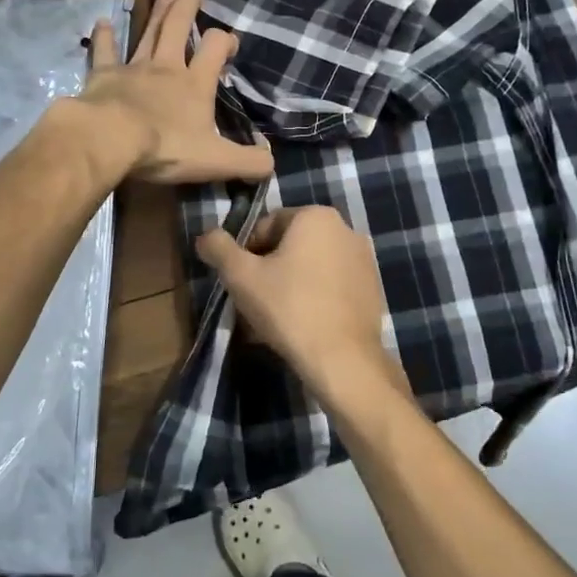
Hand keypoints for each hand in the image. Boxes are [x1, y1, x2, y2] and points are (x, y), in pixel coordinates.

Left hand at [76, 0, 273, 185]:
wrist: (111, 140)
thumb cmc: (166, 147)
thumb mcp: (216, 161)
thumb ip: (247, 163)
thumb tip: (271, 163)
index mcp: (195, 84)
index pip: (215, 49)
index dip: (224, 41)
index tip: (229, 43)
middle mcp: (166, 67)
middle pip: (179, 28)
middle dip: (188, 8)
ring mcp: (134, 68)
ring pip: (149, 33)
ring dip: (158, 14)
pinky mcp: (103, 75)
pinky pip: (105, 51)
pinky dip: (104, 36)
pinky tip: (102, 22)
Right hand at [194, 206, 400, 398]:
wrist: (342, 359)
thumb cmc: (288, 308)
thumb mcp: (241, 276)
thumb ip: (218, 248)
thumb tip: (205, 236)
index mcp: (316, 216)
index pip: (266, 226)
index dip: (246, 253)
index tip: (240, 282)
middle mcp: (345, 229)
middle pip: (289, 246)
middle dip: (268, 270)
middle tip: (253, 301)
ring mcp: (363, 260)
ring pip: (310, 267)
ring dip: (289, 285)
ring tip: (274, 318)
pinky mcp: (372, 289)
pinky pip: (331, 286)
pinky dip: (313, 298)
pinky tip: (300, 326)